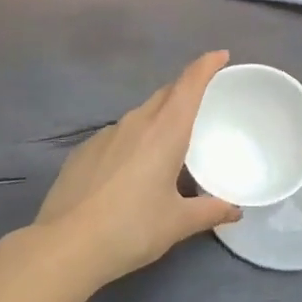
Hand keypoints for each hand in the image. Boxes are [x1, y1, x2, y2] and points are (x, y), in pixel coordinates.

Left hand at [35, 51, 240, 286]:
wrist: (66, 246)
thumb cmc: (132, 228)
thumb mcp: (177, 223)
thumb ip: (210, 211)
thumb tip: (235, 211)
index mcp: (166, 131)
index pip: (189, 84)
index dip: (206, 65)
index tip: (220, 55)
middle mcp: (137, 122)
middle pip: (165, 94)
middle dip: (185, 90)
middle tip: (202, 102)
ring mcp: (106, 134)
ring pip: (140, 115)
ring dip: (158, 119)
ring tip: (168, 143)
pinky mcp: (83, 150)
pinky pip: (117, 135)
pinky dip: (132, 141)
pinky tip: (130, 169)